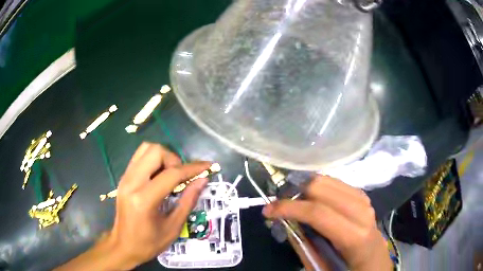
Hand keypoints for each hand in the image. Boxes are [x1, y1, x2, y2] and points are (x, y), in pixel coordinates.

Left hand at [56, 143, 209, 269]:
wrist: (123, 246)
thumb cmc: (148, 243)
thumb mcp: (173, 228)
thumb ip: (188, 201)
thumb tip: (202, 180)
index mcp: (144, 199)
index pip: (171, 174)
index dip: (192, 168)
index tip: (207, 166)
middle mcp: (131, 182)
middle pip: (155, 151)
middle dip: (174, 159)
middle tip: (181, 177)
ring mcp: (125, 178)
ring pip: (146, 149)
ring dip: (163, 157)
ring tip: (170, 175)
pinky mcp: (123, 178)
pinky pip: (140, 157)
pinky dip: (154, 160)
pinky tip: (159, 176)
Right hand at [262, 175, 391, 270]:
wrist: (375, 262)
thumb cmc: (351, 269)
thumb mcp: (323, 269)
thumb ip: (304, 248)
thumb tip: (286, 225)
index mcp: (355, 236)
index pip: (318, 212)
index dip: (289, 207)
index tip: (268, 210)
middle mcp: (362, 212)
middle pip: (323, 188)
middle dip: (296, 192)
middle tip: (279, 205)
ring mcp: (364, 201)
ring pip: (329, 180)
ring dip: (306, 187)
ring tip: (292, 201)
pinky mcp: (363, 197)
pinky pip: (337, 184)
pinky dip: (319, 187)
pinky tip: (311, 198)